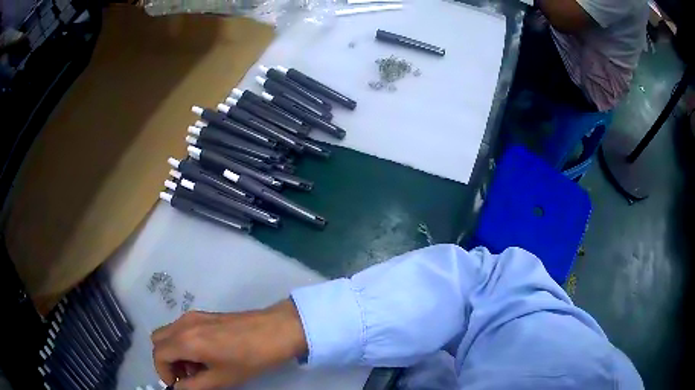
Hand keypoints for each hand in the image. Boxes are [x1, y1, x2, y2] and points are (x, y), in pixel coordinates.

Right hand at [152, 300, 307, 388]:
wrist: (275, 331)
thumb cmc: (249, 359)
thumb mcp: (220, 379)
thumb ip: (193, 386)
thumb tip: (178, 388)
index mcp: (185, 339)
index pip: (158, 354)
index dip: (163, 373)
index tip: (178, 385)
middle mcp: (183, 323)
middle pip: (159, 340)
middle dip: (167, 361)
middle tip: (186, 376)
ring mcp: (193, 316)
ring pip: (170, 333)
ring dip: (175, 352)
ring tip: (198, 369)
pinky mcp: (204, 314)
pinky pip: (182, 328)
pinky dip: (184, 343)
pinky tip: (205, 356)